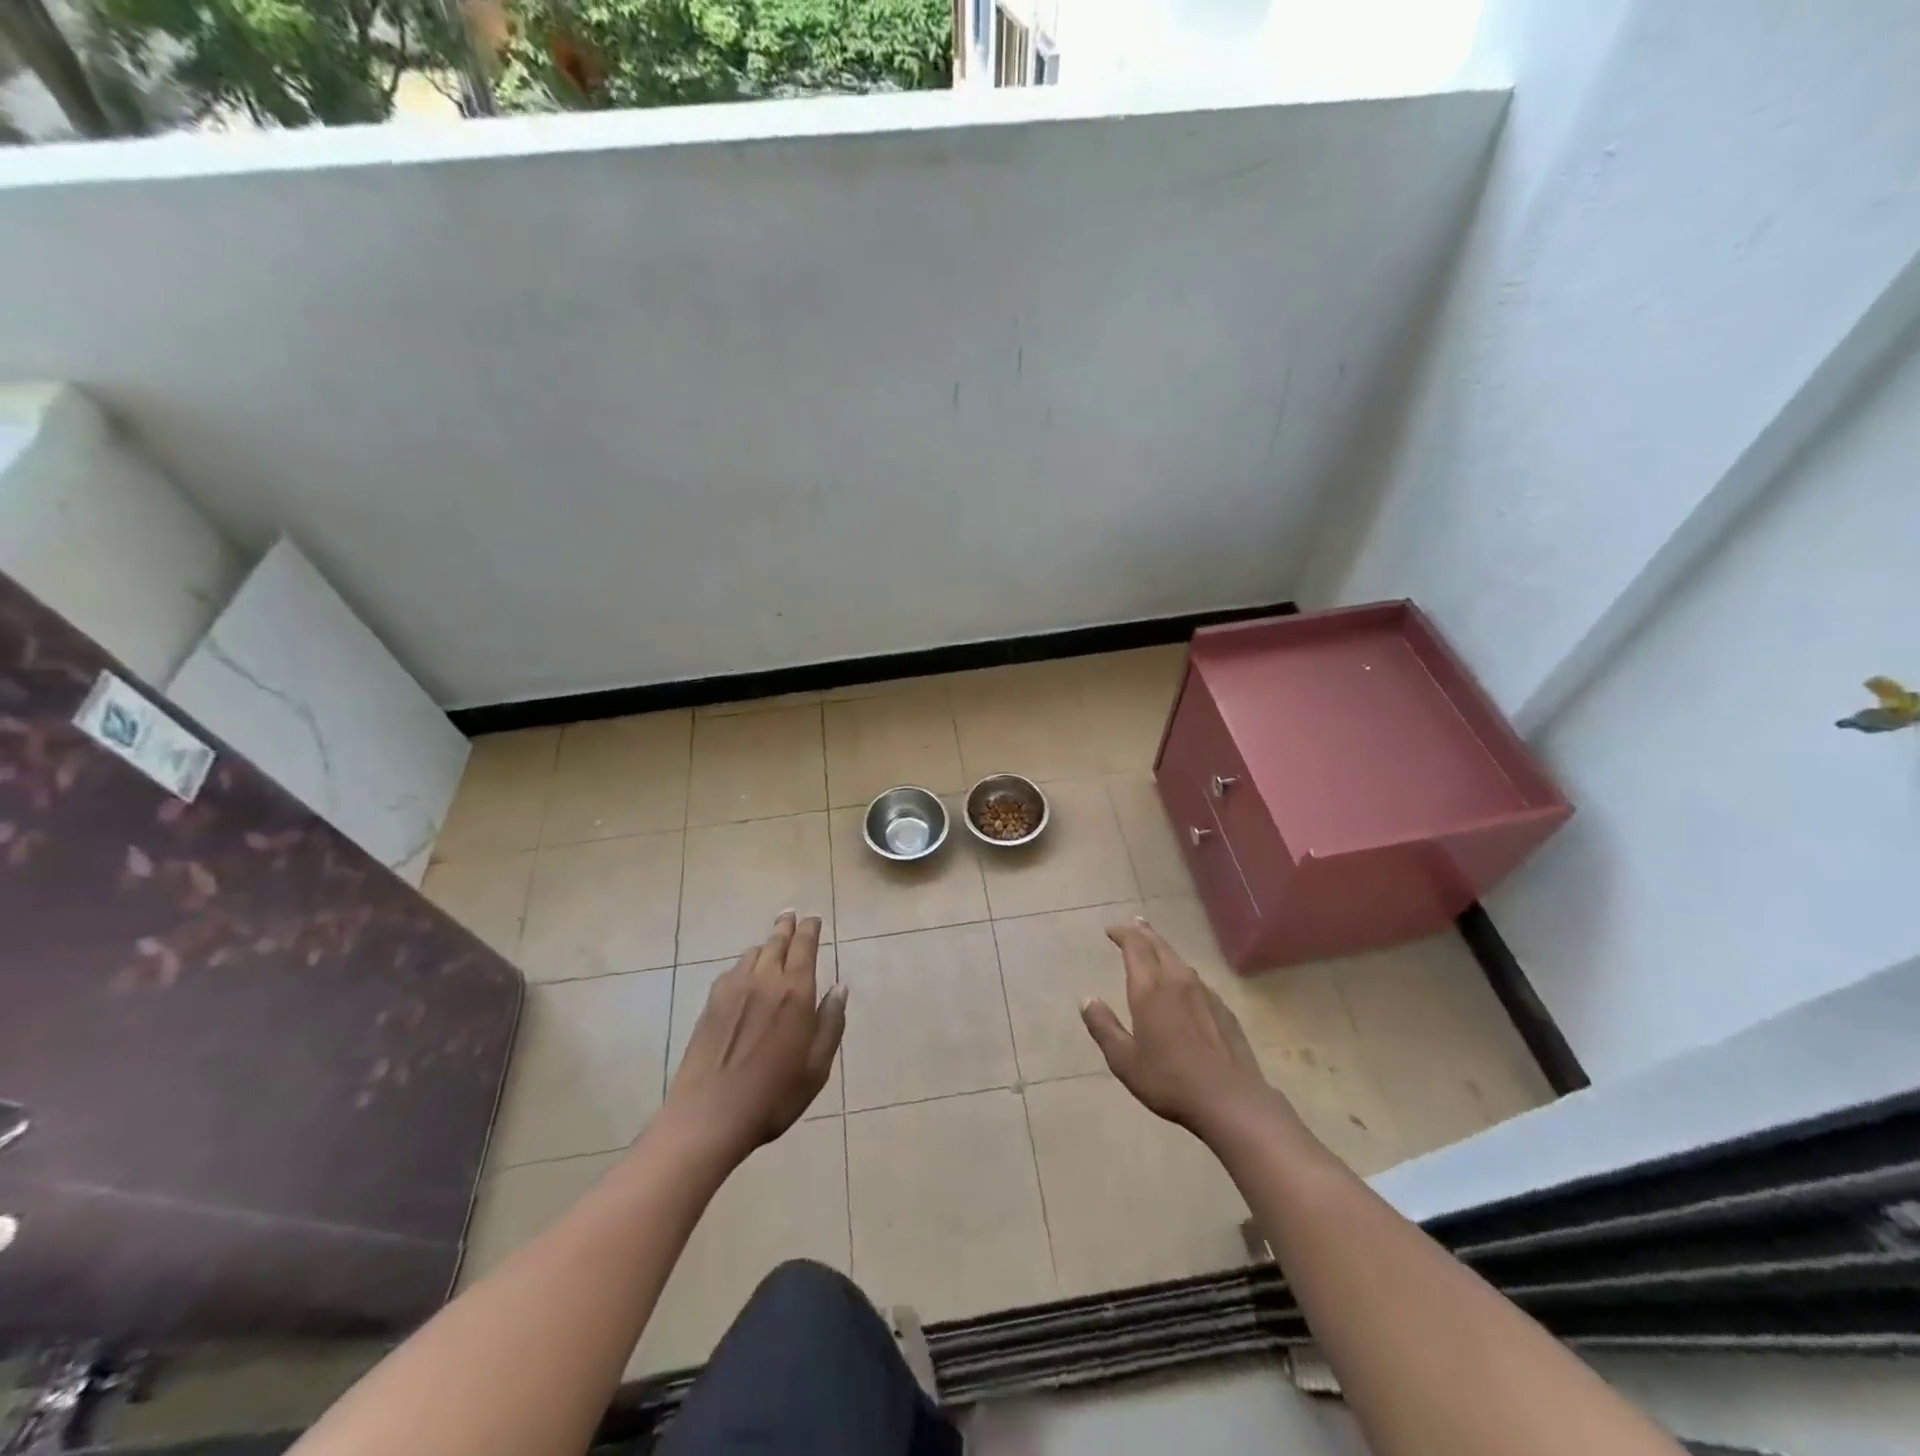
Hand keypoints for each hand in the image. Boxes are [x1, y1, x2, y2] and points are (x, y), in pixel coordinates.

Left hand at [661, 911, 846, 1163]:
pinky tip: (745, 974)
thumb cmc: (773, 1096)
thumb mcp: (816, 1067)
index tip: (813, 918)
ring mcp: (733, 990)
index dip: (810, 929)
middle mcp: (764, 981)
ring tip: (771, 944)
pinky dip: (744, 964)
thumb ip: (831, 1023)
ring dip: (765, 945)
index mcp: (795, 992)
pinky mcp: (711, 1004)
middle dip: (786, 927)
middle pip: (776, 942)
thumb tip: (840, 987)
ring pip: (753, 954)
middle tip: (790, 915)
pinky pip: (732, 971)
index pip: (804, 946)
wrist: (709, 1117)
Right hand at [1081, 917, 1282, 1140]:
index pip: (1134, 947)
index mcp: (1149, 990)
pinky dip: (1183, 972)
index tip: (1111, 930)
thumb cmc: (1169, 1081)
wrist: (1231, 1100)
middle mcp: (1177, 982)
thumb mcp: (1124, 1060)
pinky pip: (1197, 980)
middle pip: (1159, 945)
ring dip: (1164, 948)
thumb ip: (1103, 1026)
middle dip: (1144, 932)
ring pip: (1180, 960)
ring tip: (1155, 946)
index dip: (1122, 934)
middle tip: (1134, 923)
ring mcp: (1205, 994)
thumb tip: (1086, 999)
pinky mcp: (1223, 1009)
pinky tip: (1184, 984)